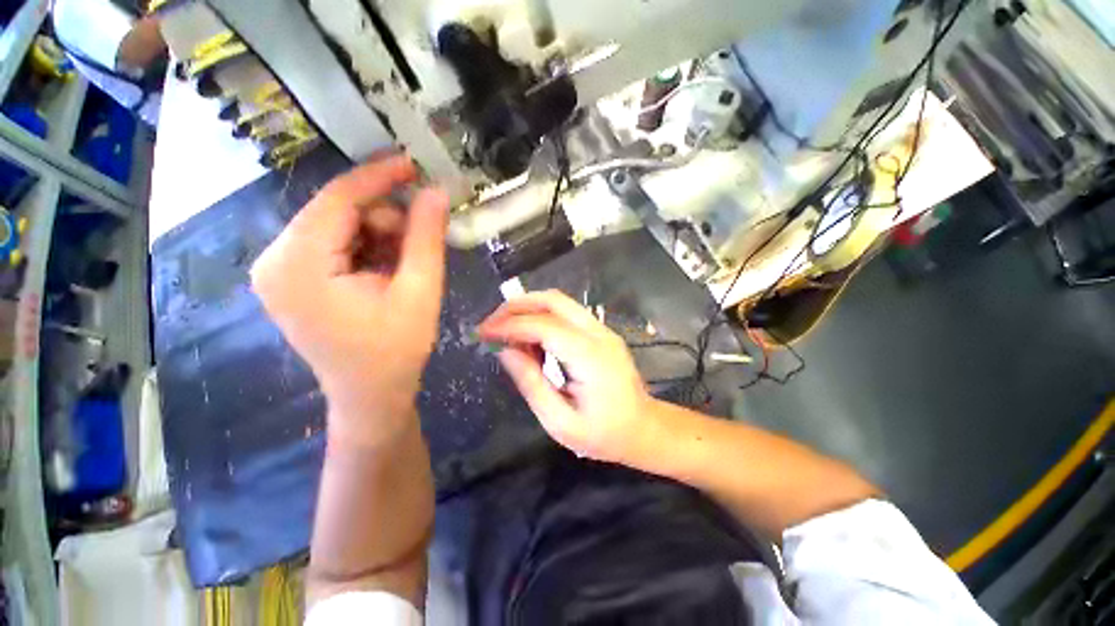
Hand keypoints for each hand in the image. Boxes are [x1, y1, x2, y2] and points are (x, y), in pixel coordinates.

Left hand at [251, 156, 448, 447]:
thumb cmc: (396, 350)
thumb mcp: (420, 292)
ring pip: (338, 227)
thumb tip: (437, 192)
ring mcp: (279, 270)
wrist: (371, 395)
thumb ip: (427, 238)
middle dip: (385, 220)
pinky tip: (388, 270)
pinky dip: (367, 249)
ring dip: (379, 237)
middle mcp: (275, 260)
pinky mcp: (292, 279)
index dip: (379, 177)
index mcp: (298, 265)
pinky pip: (333, 244)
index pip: (338, 199)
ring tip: (407, 266)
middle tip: (422, 242)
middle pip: (337, 213)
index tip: (414, 163)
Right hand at [477, 290, 657, 463]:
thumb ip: (531, 383)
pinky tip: (530, 339)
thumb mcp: (560, 422)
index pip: (543, 326)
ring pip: (559, 302)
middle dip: (516, 306)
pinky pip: (566, 313)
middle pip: (553, 300)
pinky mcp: (601, 332)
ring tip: (506, 333)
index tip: (482, 333)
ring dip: (528, 309)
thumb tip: (505, 351)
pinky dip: (542, 317)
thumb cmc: (603, 434)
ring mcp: (602, 329)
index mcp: (590, 357)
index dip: (509, 325)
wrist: (644, 429)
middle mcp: (598, 333)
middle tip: (491, 325)